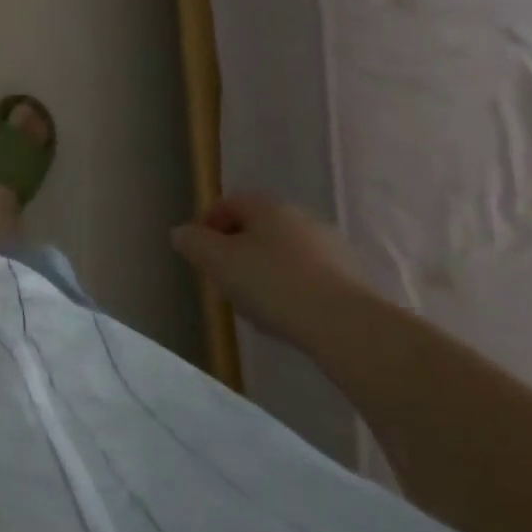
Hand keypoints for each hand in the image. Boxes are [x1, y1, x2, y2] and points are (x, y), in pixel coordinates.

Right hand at [172, 194, 367, 346]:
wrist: (348, 327)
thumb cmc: (273, 284)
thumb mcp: (218, 261)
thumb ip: (193, 243)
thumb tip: (181, 233)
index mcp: (267, 205)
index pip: (226, 204)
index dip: (205, 227)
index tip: (197, 255)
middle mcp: (300, 216)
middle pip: (254, 229)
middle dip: (233, 252)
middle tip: (221, 280)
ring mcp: (329, 246)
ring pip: (280, 253)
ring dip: (261, 272)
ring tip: (251, 305)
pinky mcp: (349, 278)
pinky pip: (305, 276)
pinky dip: (288, 289)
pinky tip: (284, 315)